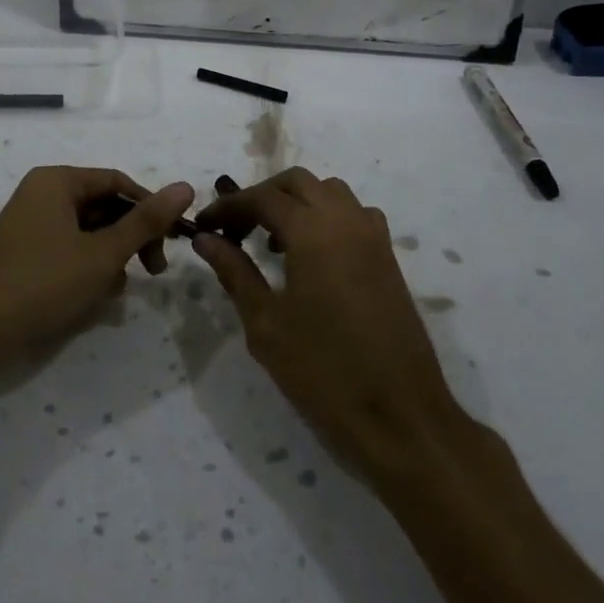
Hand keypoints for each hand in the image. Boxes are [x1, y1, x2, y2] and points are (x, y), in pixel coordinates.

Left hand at [0, 167, 194, 375]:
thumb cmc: (42, 284)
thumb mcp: (102, 253)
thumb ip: (146, 221)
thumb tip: (186, 187)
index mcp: (57, 180)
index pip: (118, 182)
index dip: (150, 208)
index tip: (172, 242)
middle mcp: (41, 193)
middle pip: (103, 206)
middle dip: (129, 239)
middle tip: (152, 272)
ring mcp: (28, 224)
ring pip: (87, 232)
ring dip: (108, 258)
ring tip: (111, 291)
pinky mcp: (22, 253)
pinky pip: (66, 249)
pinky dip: (84, 268)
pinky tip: (89, 299)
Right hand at [193, 168, 466, 483]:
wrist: (401, 419)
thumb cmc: (323, 372)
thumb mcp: (266, 324)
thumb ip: (235, 271)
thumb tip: (205, 238)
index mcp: (314, 231)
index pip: (262, 198)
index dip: (228, 207)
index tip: (202, 225)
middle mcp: (347, 220)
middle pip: (297, 183)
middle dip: (262, 196)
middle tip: (235, 230)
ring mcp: (374, 237)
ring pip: (329, 192)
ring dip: (296, 203)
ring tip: (272, 242)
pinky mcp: (389, 259)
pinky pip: (354, 215)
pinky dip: (326, 217)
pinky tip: (311, 256)